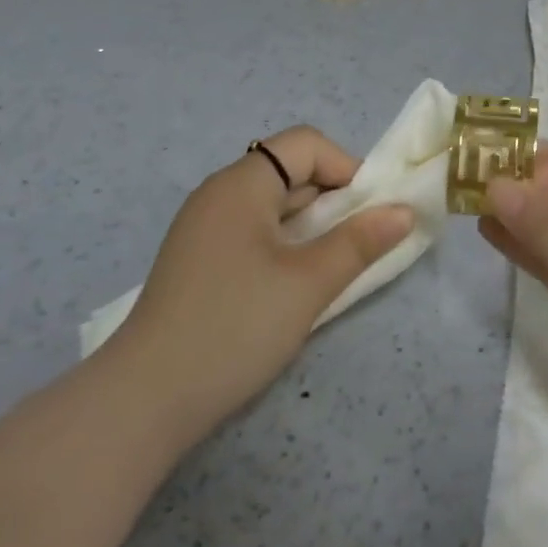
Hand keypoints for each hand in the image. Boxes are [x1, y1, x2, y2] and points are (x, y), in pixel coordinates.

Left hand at [112, 126, 412, 428]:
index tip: (367, 214)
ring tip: (330, 269)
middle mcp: (219, 195)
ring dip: (311, 227)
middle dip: (333, 200)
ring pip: (273, 207)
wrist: (143, 402)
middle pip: (289, 172)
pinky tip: (293, 286)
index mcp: (240, 184)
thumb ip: (360, 242)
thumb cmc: (234, 327)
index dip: (345, 168)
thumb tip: (404, 211)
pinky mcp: (199, 262)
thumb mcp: (308, 283)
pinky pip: (254, 234)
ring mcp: (204, 230)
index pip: (305, 144)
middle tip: (357, 246)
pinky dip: (285, 247)